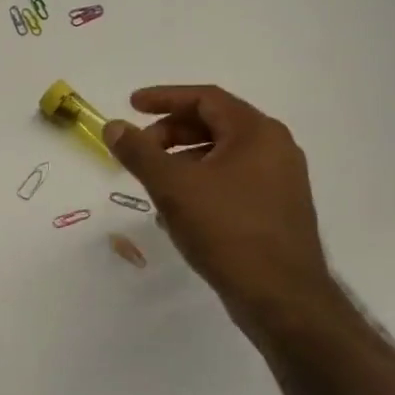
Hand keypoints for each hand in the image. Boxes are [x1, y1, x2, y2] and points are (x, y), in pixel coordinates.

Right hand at [103, 85, 334, 326]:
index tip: (131, 105)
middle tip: (139, 149)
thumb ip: (139, 152)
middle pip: (215, 124)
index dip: (164, 98)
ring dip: (183, 160)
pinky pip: (233, 181)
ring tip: (154, 182)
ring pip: (223, 155)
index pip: (205, 98)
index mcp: (256, 132)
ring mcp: (281, 181)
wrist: (281, 296)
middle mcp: (275, 148)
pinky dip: (202, 182)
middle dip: (171, 132)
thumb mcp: (172, 187)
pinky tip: (179, 209)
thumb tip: (113, 126)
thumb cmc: (226, 230)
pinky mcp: (278, 210)